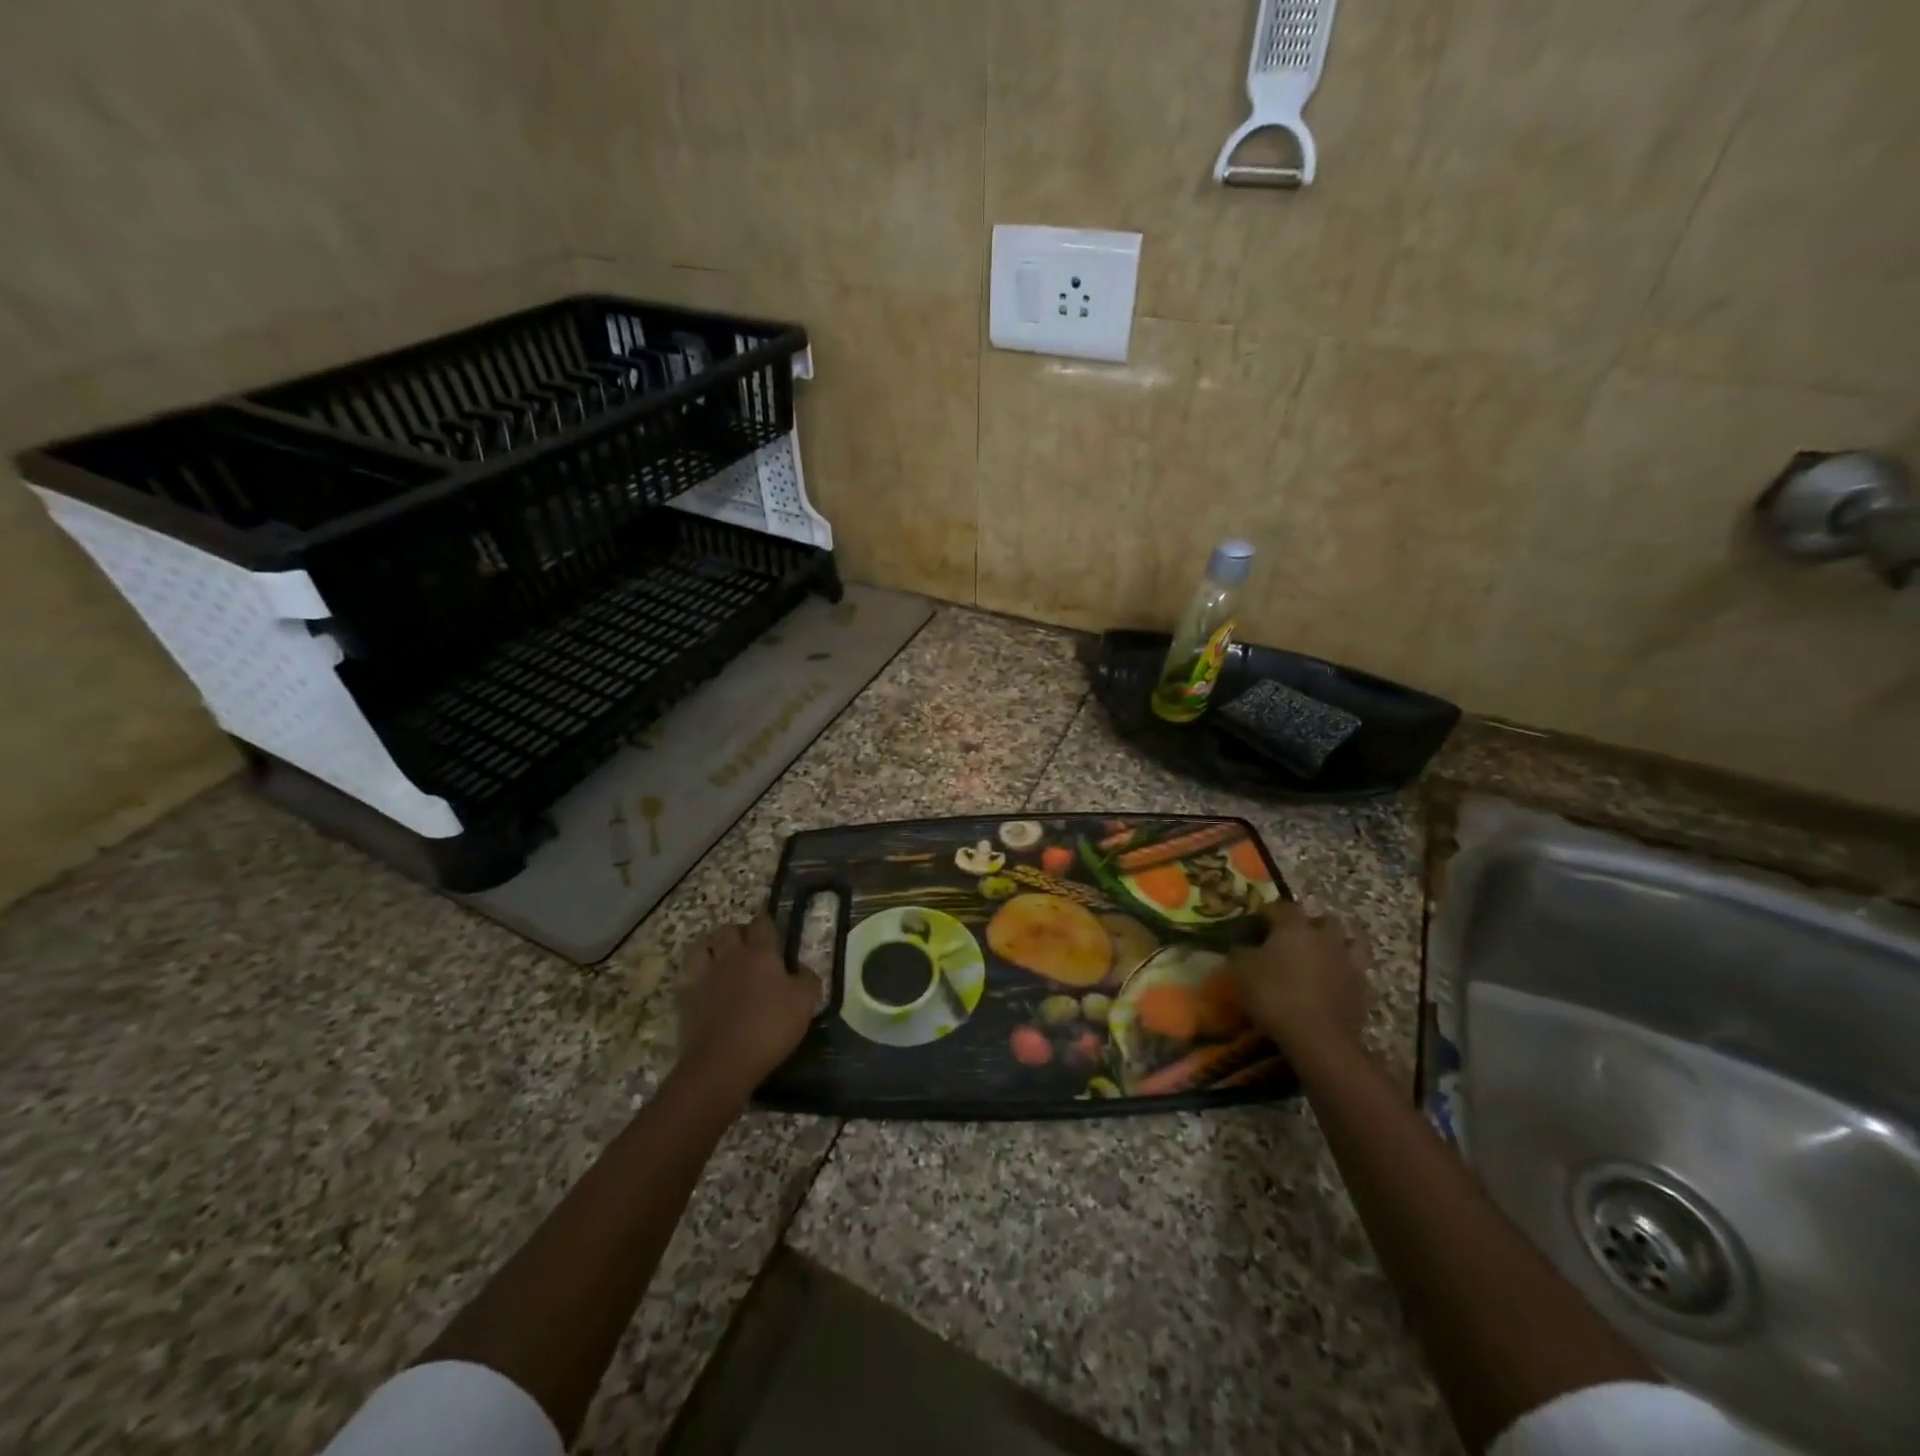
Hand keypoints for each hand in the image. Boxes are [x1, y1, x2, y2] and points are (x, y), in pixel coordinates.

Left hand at [675, 915, 821, 1101]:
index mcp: (761, 953)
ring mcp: (704, 975)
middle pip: (728, 929)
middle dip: (738, 932)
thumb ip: (807, 979)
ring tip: (720, 959)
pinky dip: (695, 973)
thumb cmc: (769, 1028)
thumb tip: (802, 968)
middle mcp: (730, 956)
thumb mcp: (805, 1004)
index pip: (762, 924)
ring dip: (711, 947)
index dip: (767, 923)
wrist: (721, 1063)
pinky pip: (687, 973)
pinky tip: (703, 983)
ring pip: (701, 946)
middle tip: (748, 947)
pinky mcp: (685, 996)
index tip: (772, 930)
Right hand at [1227, 900, 1368, 1056]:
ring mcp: (1349, 962)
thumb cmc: (1274, 996)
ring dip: (1335, 947)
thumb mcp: (1241, 971)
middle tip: (1293, 941)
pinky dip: (1344, 975)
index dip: (1271, 913)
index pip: (1284, 906)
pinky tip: (1331, 986)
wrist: (1318, 1039)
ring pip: (1348, 943)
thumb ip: (1240, 951)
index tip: (1259, 923)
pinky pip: (1354, 972)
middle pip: (1323, 921)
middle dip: (1310, 926)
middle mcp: (1325, 937)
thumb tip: (1241, 945)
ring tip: (1319, 960)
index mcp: (1295, 927)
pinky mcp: (1363, 990)